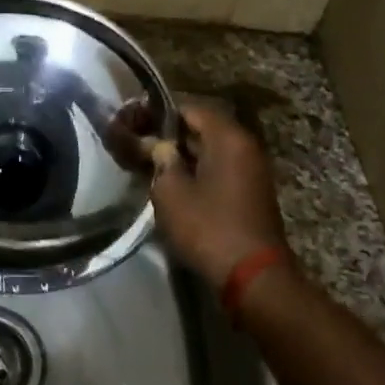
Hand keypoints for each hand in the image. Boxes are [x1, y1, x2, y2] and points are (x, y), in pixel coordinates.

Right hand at [150, 103, 293, 292]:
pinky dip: (196, 170)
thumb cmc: (208, 227)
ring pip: (209, 150)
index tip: (132, 122)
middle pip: (201, 128)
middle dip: (168, 134)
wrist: (253, 276)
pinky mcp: (250, 192)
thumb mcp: (171, 192)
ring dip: (181, 154)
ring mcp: (252, 170)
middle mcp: (245, 146)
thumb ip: (160, 160)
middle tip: (137, 144)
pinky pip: (219, 169)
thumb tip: (159, 146)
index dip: (157, 113)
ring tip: (149, 164)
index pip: (189, 108)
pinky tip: (172, 184)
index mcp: (228, 138)